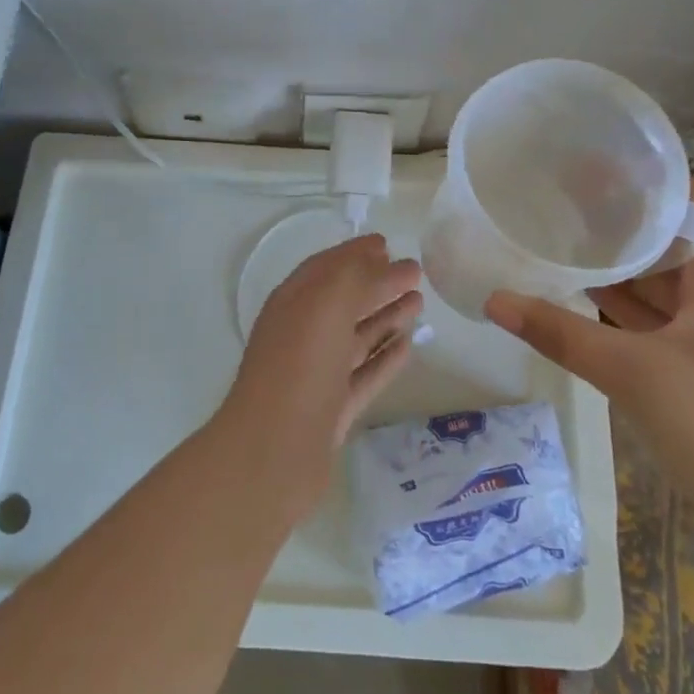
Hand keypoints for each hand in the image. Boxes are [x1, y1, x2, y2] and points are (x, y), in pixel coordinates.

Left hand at [220, 234, 421, 507]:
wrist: (273, 451)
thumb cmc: (299, 365)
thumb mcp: (327, 303)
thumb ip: (360, 277)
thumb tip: (394, 264)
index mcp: (293, 302)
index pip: (327, 267)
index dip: (356, 252)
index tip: (387, 242)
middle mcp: (303, 333)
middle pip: (345, 300)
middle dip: (377, 283)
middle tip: (415, 272)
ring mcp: (318, 373)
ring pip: (357, 336)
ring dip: (387, 317)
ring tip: (419, 303)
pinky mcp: (334, 409)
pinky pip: (365, 374)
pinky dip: (386, 358)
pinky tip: (409, 346)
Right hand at [484, 181, 693, 521]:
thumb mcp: (631, 371)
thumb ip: (560, 333)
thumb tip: (495, 299)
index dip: (656, 180)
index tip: (603, 164)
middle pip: (673, 241)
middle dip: (625, 219)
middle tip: (569, 198)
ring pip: (662, 283)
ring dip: (621, 264)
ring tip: (567, 237)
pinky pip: (656, 320)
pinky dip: (623, 306)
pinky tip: (582, 298)